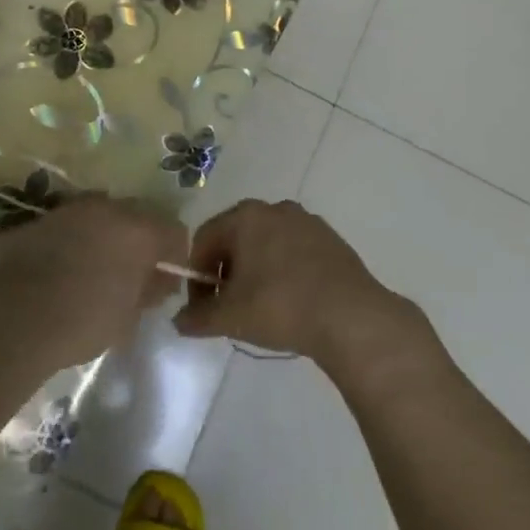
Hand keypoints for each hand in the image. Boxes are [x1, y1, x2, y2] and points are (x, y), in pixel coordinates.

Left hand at [0, 195, 187, 367]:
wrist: (11, 317)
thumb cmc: (82, 322)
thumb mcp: (128, 318)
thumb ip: (149, 292)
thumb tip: (158, 281)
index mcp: (140, 230)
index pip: (175, 231)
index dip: (174, 255)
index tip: (164, 282)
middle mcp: (110, 208)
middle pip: (139, 216)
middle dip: (140, 240)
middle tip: (131, 274)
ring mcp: (72, 208)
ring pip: (102, 215)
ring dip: (106, 236)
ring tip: (94, 270)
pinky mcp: (41, 217)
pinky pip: (71, 224)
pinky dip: (75, 239)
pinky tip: (63, 268)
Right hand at [172, 199, 414, 372]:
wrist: (349, 316)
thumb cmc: (280, 306)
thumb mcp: (229, 317)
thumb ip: (197, 317)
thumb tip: (180, 321)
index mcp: (245, 216)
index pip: (204, 239)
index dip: (195, 275)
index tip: (201, 308)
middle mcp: (275, 208)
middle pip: (236, 238)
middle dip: (225, 273)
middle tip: (228, 308)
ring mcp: (307, 221)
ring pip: (266, 244)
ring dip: (255, 272)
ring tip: (260, 307)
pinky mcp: (331, 239)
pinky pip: (294, 252)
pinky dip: (283, 272)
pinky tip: (290, 302)